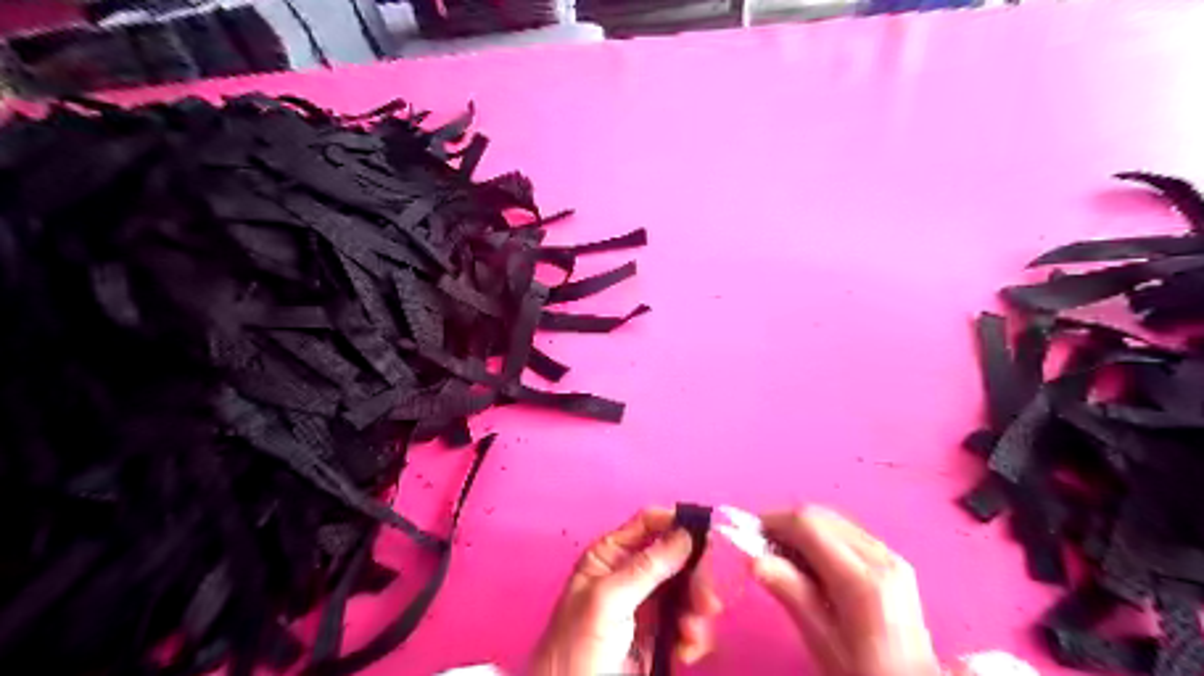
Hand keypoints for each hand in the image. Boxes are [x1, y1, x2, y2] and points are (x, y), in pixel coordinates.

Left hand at [530, 510, 717, 673]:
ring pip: (687, 590)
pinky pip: (688, 622)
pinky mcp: (659, 634)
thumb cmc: (578, 645)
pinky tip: (685, 652)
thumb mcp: (609, 600)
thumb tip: (684, 534)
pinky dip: (694, 636)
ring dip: (697, 611)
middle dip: (696, 577)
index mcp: (611, 555)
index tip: (708, 535)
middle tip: (707, 602)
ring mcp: (647, 604)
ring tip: (691, 636)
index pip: (649, 523)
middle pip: (677, 557)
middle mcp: (631, 573)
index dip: (677, 523)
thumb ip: (647, 566)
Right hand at [750, 506, 938, 675]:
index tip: (749, 534)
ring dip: (803, 529)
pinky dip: (823, 537)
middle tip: (762, 546)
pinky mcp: (894, 560)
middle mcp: (879, 556)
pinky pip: (848, 532)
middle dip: (786, 523)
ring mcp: (890, 555)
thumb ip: (791, 593)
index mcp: (861, 579)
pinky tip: (812, 562)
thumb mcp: (822, 640)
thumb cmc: (863, 672)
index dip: (773, 521)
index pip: (808, 525)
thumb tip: (753, 559)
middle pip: (820, 515)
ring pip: (833, 520)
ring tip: (784, 556)